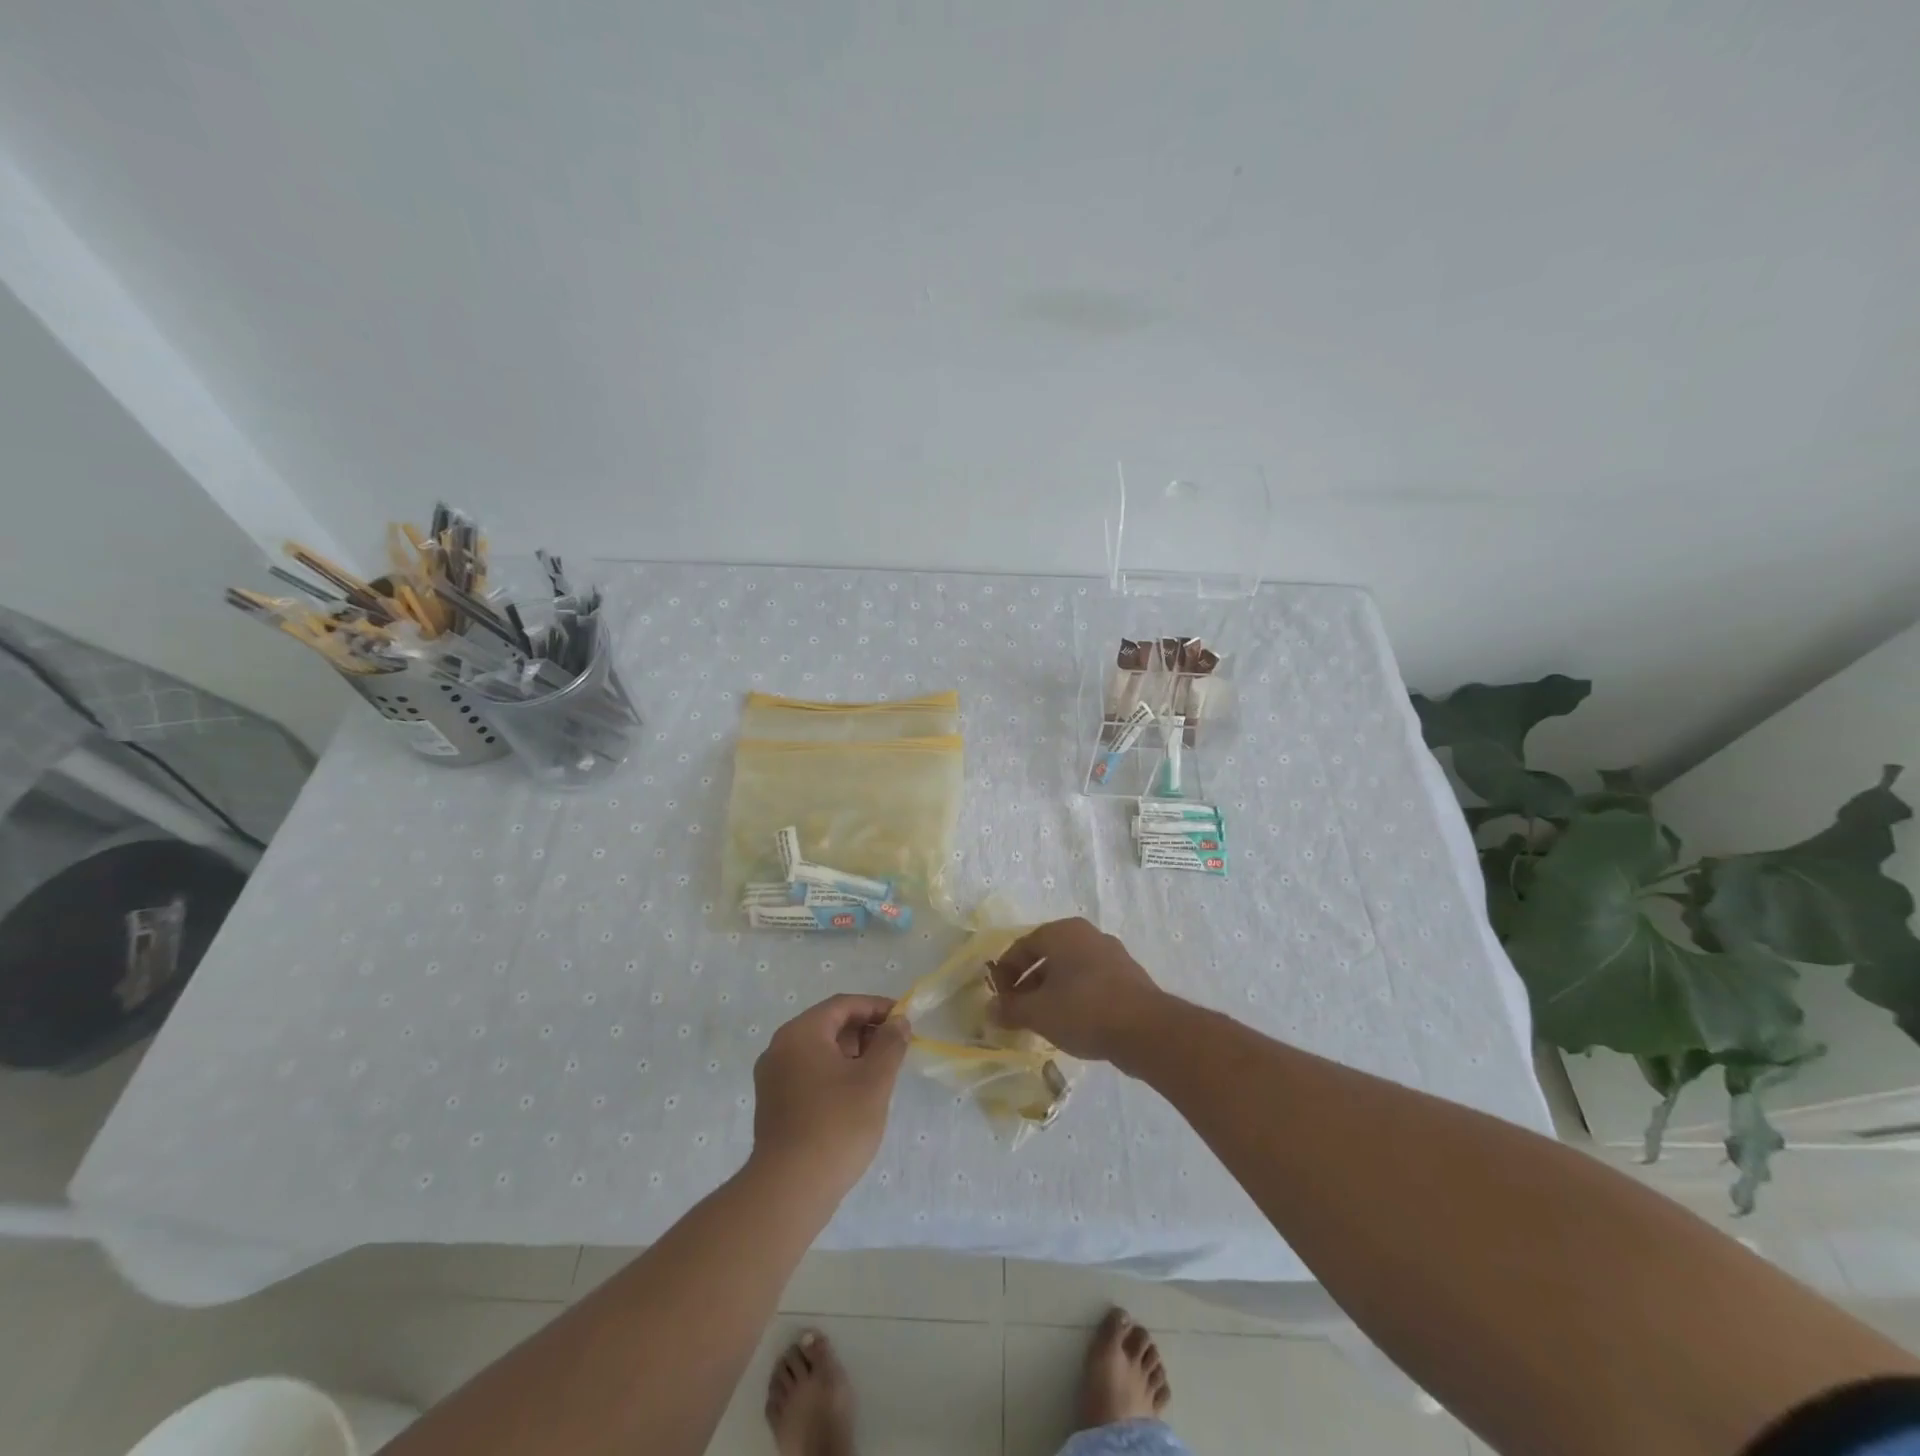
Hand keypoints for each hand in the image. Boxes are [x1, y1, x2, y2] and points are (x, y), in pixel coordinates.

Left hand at [751, 994, 910, 1198]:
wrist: (789, 1190)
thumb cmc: (836, 1125)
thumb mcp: (874, 1080)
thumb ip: (890, 1043)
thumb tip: (898, 1022)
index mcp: (800, 1033)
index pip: (843, 1005)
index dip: (876, 1007)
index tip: (904, 1020)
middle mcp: (780, 1047)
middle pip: (828, 1025)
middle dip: (864, 1032)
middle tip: (894, 1049)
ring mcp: (772, 1077)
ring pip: (818, 1050)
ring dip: (851, 1054)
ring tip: (879, 1074)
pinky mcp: (773, 1103)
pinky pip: (808, 1072)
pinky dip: (834, 1073)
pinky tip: (855, 1096)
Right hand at [990, 917, 1166, 1062]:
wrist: (1146, 1030)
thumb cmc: (1084, 1010)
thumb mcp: (1038, 1012)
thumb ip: (1011, 1009)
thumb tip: (990, 1010)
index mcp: (1063, 932)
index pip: (1023, 946)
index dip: (1005, 973)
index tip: (998, 999)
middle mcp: (1087, 935)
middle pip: (1047, 956)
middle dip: (1028, 983)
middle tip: (1017, 1010)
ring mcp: (1112, 954)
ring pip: (1070, 970)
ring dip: (1051, 992)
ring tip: (1042, 1020)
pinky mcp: (1128, 977)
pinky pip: (1091, 982)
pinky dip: (1075, 997)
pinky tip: (1072, 1023)